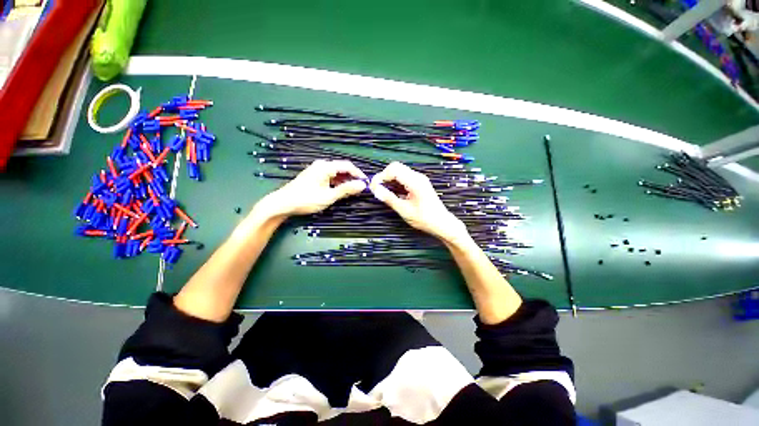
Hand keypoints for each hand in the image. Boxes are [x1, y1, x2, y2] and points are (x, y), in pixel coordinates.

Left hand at [258, 160, 366, 217]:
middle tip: (360, 189)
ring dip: (345, 181)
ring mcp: (317, 170)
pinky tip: (340, 191)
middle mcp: (322, 165)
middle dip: (352, 178)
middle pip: (342, 169)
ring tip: (352, 192)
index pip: (348, 166)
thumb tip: (363, 185)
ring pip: (337, 173)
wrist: (283, 203)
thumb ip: (346, 189)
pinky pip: (330, 176)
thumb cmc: (307, 199)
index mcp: (326, 167)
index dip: (359, 174)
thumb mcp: (329, 196)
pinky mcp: (314, 176)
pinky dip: (337, 183)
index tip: (367, 184)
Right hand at [370, 162, 467, 242]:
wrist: (442, 223)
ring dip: (389, 179)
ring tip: (383, 192)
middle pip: (396, 167)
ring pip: (400, 172)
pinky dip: (396, 183)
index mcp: (415, 181)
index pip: (394, 169)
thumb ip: (389, 198)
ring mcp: (419, 179)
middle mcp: (417, 176)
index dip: (381, 176)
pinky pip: (404, 178)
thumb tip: (375, 189)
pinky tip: (392, 193)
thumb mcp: (404, 210)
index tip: (373, 187)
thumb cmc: (424, 219)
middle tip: (377, 189)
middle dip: (384, 176)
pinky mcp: (419, 184)